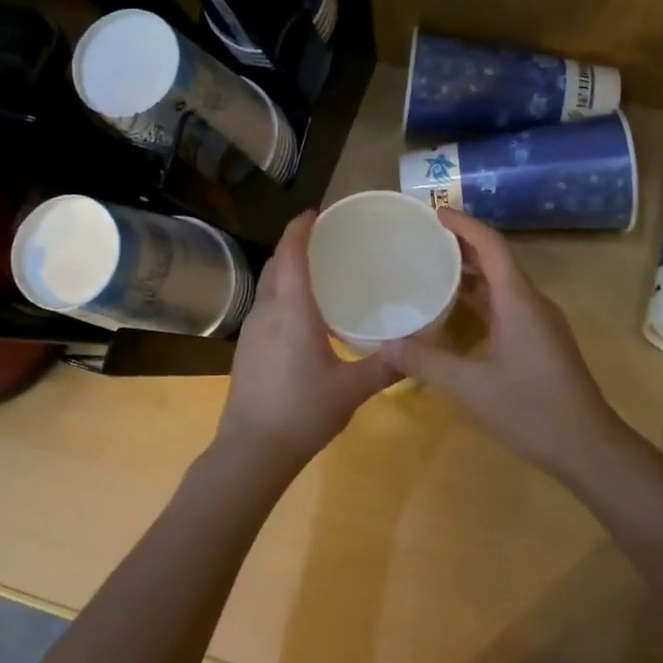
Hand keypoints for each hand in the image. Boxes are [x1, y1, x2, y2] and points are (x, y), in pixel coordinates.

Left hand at [216, 211, 398, 462]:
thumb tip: (416, 350)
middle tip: (325, 242)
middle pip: (276, 264)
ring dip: (286, 270)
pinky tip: (302, 315)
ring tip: (317, 273)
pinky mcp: (246, 350)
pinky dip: (281, 295)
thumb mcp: (351, 389)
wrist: (252, 451)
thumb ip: (385, 366)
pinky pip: (264, 307)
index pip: (291, 253)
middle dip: (294, 246)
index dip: (300, 228)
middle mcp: (267, 311)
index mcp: (292, 310)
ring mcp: (251, 331)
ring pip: (267, 286)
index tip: (315, 212)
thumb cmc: (303, 411)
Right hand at [380, 209, 623, 477]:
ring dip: (471, 273)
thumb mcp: (471, 387)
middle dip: (462, 245)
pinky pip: (508, 305)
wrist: (588, 447)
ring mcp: (540, 323)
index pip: (492, 245)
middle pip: (497, 260)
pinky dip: (481, 299)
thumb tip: (385, 344)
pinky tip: (456, 314)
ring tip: (432, 269)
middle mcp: (532, 303)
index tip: (434, 212)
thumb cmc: (531, 409)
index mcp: (519, 301)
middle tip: (423, 240)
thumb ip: (427, 362)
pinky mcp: (541, 342)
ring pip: (503, 285)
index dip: (463, 224)